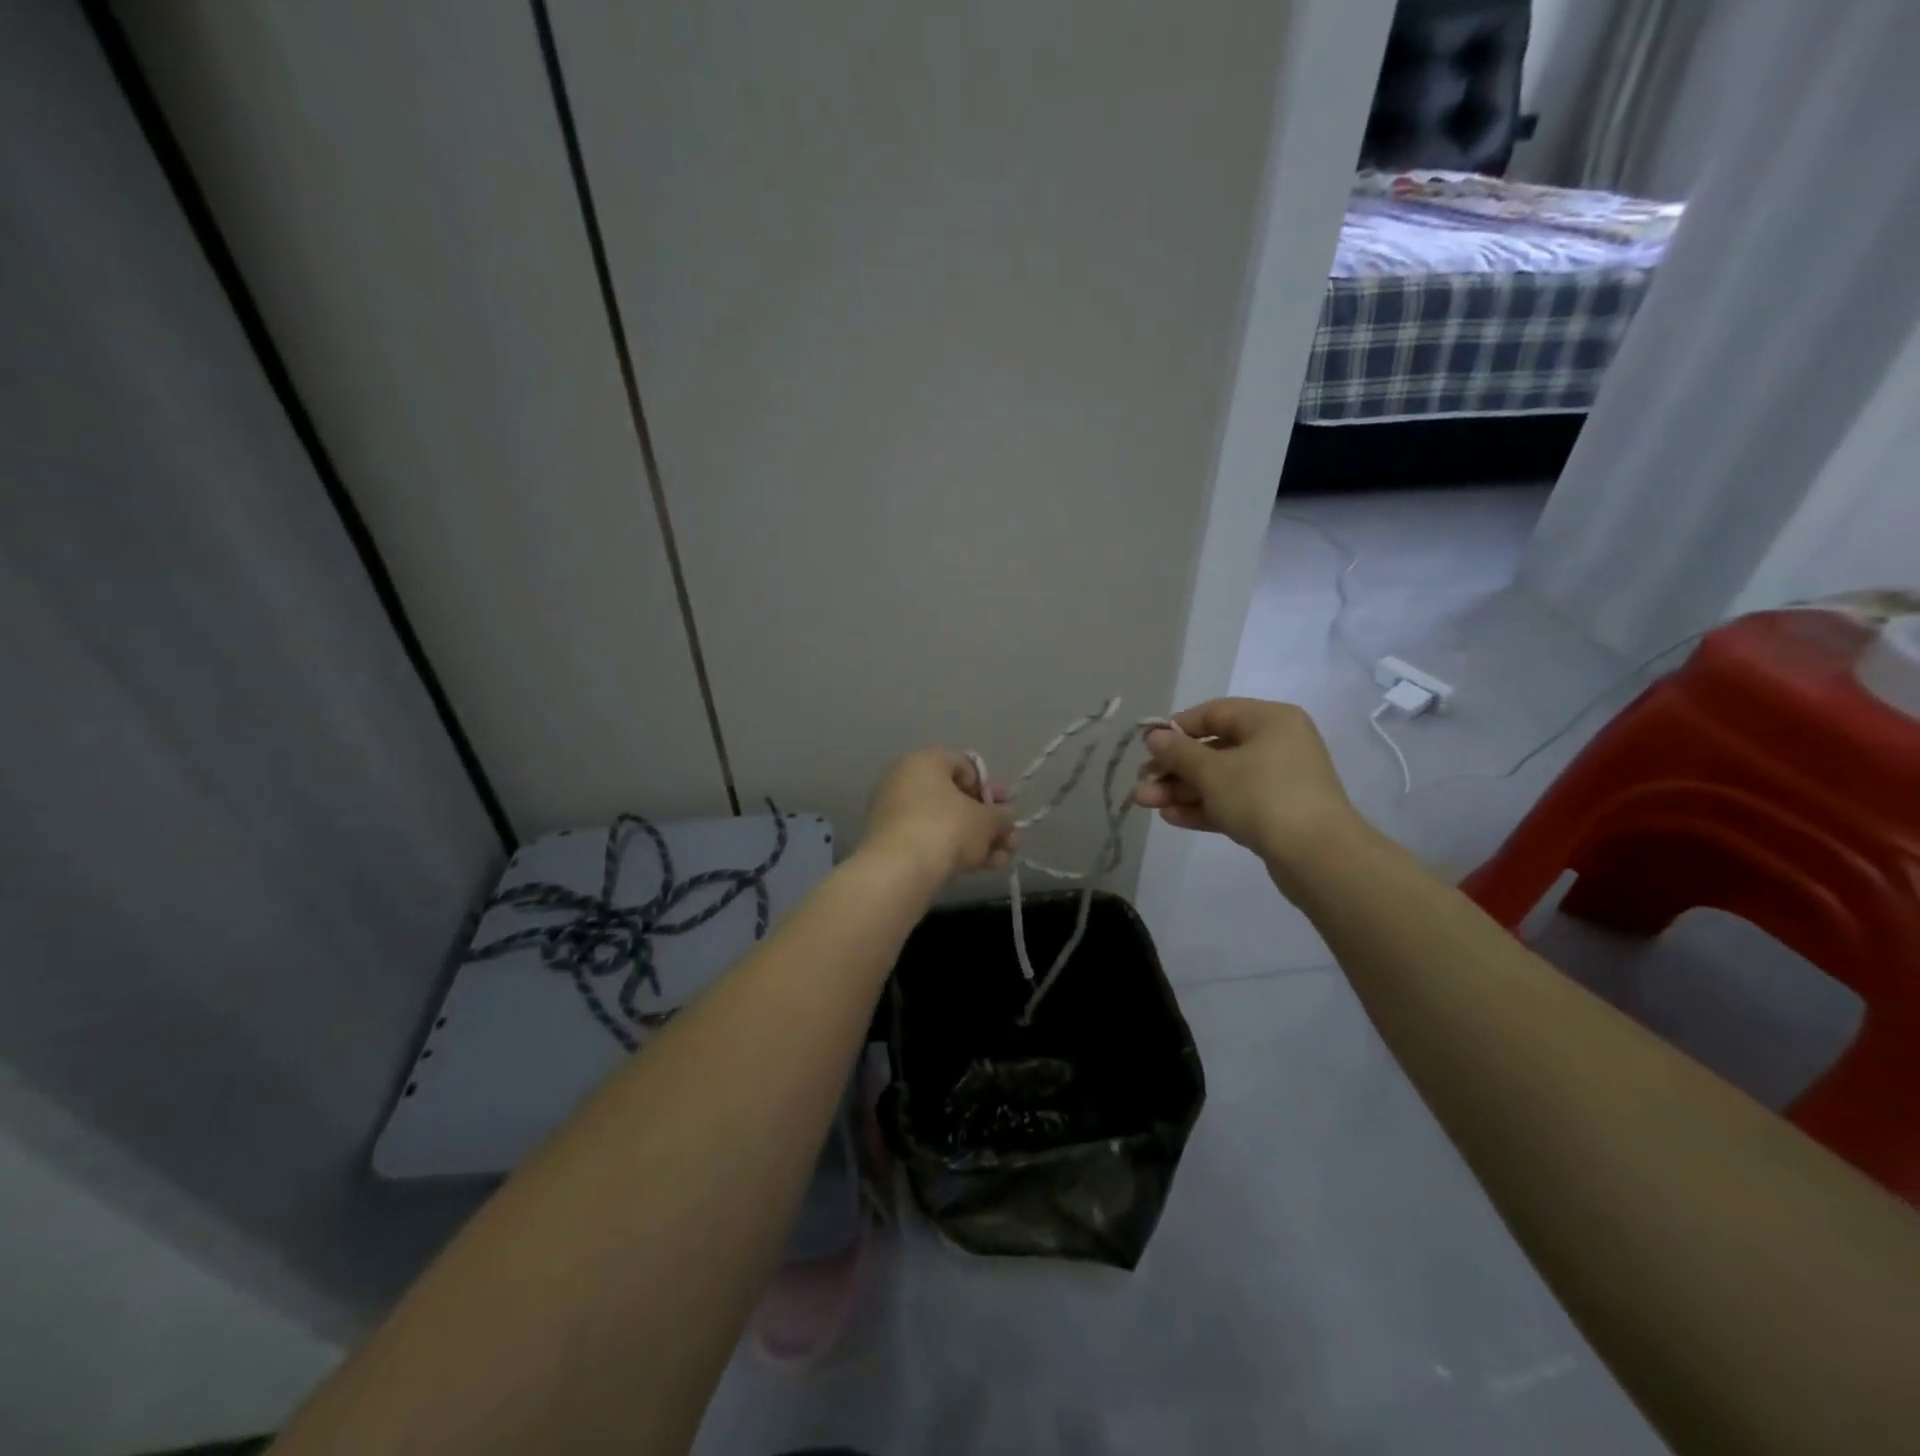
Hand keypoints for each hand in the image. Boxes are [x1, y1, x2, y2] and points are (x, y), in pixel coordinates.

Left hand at [862, 748, 1016, 881]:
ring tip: (1002, 860)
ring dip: (977, 839)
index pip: (966, 766)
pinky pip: (929, 839)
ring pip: (945, 822)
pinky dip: (954, 850)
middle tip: (1009, 840)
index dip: (990, 788)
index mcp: (925, 761)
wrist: (900, 870)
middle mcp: (905, 780)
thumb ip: (1002, 815)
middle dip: (987, 821)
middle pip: (956, 798)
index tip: (1005, 810)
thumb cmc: (947, 828)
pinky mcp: (891, 842)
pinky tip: (981, 868)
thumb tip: (1005, 816)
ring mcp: (895, 812)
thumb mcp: (986, 821)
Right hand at [1133, 698, 1361, 870]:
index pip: (1213, 713)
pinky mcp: (1275, 813)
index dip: (1176, 728)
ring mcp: (1277, 781)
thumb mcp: (1212, 771)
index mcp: (1269, 720)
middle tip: (1142, 784)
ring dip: (1182, 790)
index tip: (1146, 746)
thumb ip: (1178, 752)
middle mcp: (1276, 744)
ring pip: (1220, 779)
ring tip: (1145, 803)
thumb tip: (1155, 736)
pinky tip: (1171, 817)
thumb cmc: (1263, 797)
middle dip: (1173, 768)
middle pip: (1213, 749)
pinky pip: (1232, 802)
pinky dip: (1203, 807)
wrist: (1318, 857)